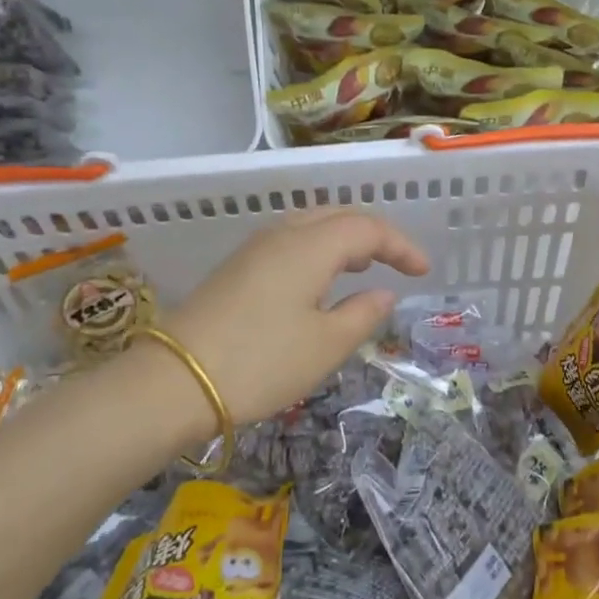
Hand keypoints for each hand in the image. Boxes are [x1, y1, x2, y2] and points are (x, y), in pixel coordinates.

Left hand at [157, 210, 429, 426]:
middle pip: (337, 216)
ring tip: (363, 267)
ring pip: (309, 227)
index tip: (423, 272)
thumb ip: (363, 314)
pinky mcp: (235, 270)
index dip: (401, 246)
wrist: (174, 381)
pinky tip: (319, 283)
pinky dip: (317, 252)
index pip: (367, 228)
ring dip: (343, 240)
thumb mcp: (327, 345)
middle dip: (373, 235)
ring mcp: (253, 250)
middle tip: (396, 262)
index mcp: (310, 246)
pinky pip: (289, 244)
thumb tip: (383, 293)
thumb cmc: (262, 362)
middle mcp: (282, 235)